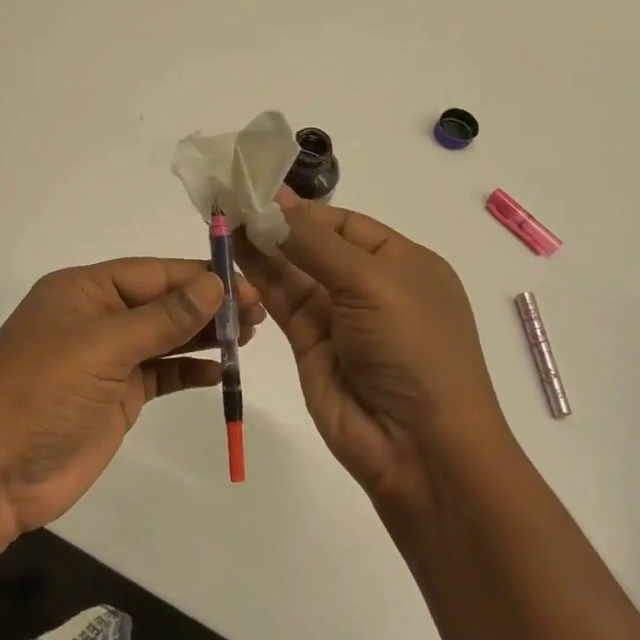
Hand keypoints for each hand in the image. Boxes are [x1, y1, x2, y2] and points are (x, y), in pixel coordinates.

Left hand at [0, 258, 264, 537]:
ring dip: (205, 335)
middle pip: (162, 302)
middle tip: (260, 313)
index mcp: (83, 290)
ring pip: (166, 337)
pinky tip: (222, 371)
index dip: (199, 277)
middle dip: (208, 305)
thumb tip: (214, 286)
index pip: (152, 273)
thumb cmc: (40, 395)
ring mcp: (107, 359)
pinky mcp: (116, 396)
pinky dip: (190, 371)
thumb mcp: (101, 348)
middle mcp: (97, 317)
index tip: (247, 285)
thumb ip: (161, 318)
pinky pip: (162, 374)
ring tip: (252, 335)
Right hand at [234, 193, 508, 523]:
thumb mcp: (371, 282)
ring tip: (221, 221)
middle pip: (315, 245)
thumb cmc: (411, 348)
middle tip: (229, 202)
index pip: (345, 223)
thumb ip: (315, 243)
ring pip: (293, 272)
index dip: (303, 208)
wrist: (418, 445)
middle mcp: (370, 286)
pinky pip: (282, 303)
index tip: (257, 193)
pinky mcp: (311, 345)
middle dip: (276, 225)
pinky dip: (258, 280)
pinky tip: (231, 255)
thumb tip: (272, 208)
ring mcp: (340, 317)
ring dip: (260, 248)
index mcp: (403, 262)